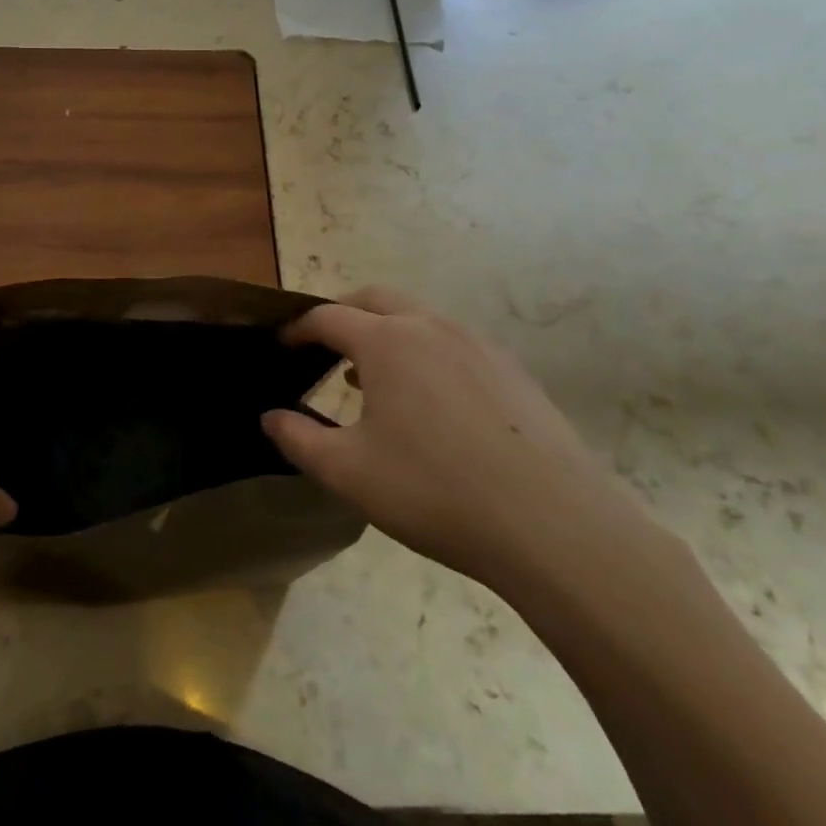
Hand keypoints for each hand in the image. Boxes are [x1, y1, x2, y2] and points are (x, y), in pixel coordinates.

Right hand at [263, 287, 648, 589]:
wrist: (555, 526)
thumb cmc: (435, 491)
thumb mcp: (349, 472)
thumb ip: (299, 440)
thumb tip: (269, 417)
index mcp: (385, 342)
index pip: (328, 317)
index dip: (299, 329)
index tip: (282, 346)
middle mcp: (430, 327)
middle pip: (374, 299)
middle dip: (343, 313)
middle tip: (324, 344)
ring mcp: (477, 345)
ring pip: (418, 317)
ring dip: (386, 331)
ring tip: (372, 375)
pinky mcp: (512, 371)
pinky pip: (454, 343)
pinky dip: (425, 351)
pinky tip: (430, 401)